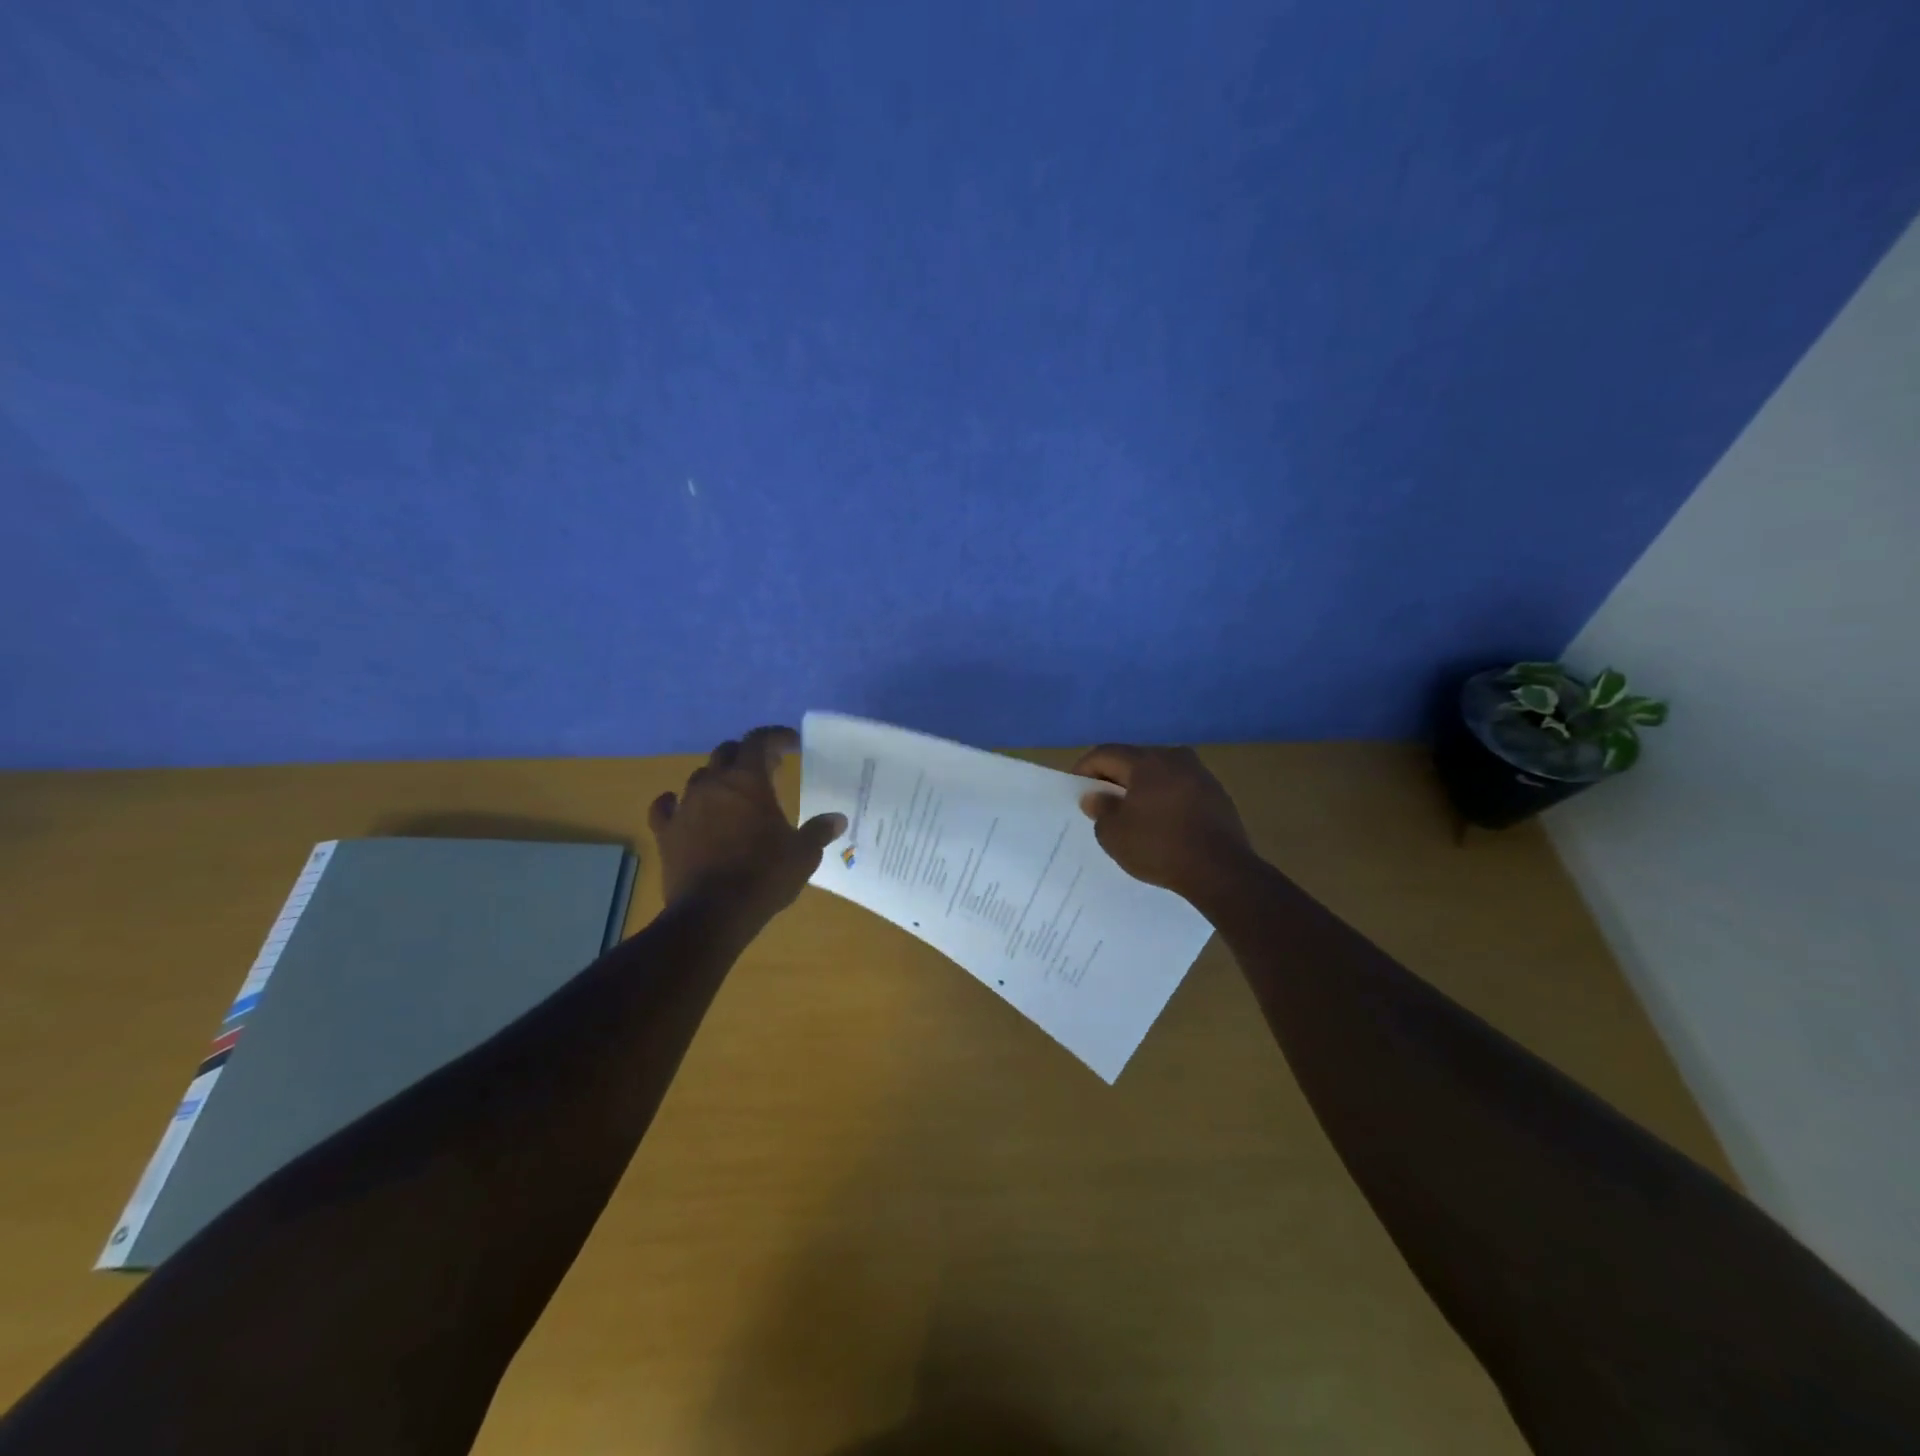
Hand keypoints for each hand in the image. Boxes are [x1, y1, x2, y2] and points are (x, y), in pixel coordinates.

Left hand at [648, 726, 846, 917]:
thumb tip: (837, 819)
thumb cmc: (764, 875)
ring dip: (717, 778)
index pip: (759, 740)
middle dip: (747, 755)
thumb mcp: (803, 853)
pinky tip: (681, 807)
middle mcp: (713, 784)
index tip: (792, 743)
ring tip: (732, 793)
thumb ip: (819, 831)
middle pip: (727, 752)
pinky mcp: (666, 833)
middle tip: (767, 769)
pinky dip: (675, 803)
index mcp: (748, 780)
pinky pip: (665, 807)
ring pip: (698, 777)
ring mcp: (685, 807)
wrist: (713, 913)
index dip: (776, 736)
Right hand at [1072, 743, 1256, 909]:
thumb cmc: (1160, 846)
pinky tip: (1161, 822)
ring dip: (1141, 789)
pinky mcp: (1217, 794)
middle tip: (1102, 802)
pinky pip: (1179, 788)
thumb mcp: (1114, 834)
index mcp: (1146, 761)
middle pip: (1134, 760)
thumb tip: (1096, 796)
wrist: (1222, 870)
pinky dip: (1164, 799)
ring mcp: (1200, 774)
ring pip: (1159, 774)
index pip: (1105, 753)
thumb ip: (1100, 810)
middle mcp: (1174, 757)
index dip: (1085, 769)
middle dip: (1114, 778)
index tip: (1077, 789)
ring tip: (1132, 814)